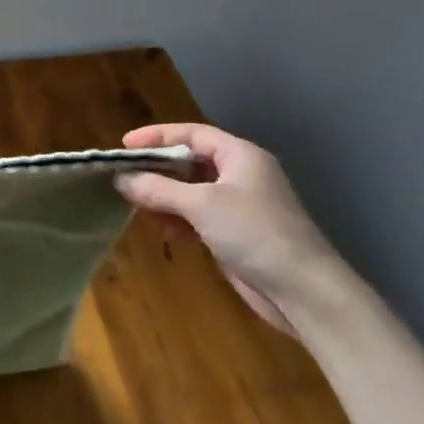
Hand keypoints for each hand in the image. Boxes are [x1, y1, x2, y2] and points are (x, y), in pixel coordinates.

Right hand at [117, 122, 355, 336]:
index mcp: (240, 155)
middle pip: (190, 162)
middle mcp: (240, 174)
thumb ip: (158, 189)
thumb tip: (121, 179)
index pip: (192, 134)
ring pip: (191, 192)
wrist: (302, 289)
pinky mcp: (236, 233)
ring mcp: (239, 205)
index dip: (157, 136)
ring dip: (165, 198)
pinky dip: (178, 220)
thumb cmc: (253, 232)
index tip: (124, 145)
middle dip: (158, 170)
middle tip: (125, 178)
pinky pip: (198, 217)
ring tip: (137, 207)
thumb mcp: (201, 204)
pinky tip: (163, 231)